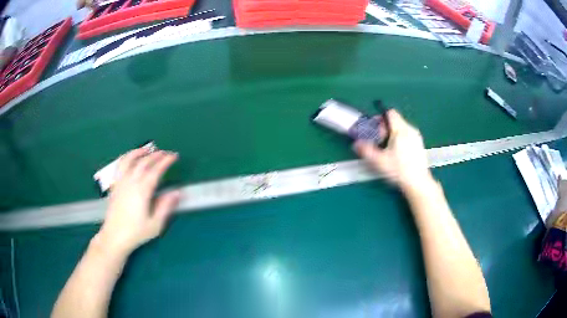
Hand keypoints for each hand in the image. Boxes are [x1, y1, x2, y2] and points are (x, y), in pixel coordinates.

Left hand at [95, 148, 180, 255]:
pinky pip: (120, 165)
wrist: (114, 236)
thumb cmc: (136, 232)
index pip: (155, 170)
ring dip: (140, 152)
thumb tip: (177, 192)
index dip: (165, 161)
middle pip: (144, 162)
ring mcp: (121, 181)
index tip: (174, 156)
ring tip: (148, 149)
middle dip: (156, 155)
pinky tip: (131, 158)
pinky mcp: (115, 184)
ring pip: (130, 159)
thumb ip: (166, 206)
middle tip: (165, 153)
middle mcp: (131, 182)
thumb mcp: (155, 224)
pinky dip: (127, 157)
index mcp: (142, 191)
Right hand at [354, 110, 432, 192]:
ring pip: (401, 128)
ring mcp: (417, 137)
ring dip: (392, 134)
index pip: (390, 113)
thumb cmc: (399, 170)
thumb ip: (366, 150)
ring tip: (388, 148)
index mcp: (401, 130)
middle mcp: (410, 130)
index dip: (380, 118)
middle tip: (379, 141)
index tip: (375, 129)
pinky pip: (408, 135)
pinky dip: (400, 139)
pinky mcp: (420, 145)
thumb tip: (356, 144)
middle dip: (384, 128)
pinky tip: (398, 154)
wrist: (418, 183)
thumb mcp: (379, 161)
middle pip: (395, 120)